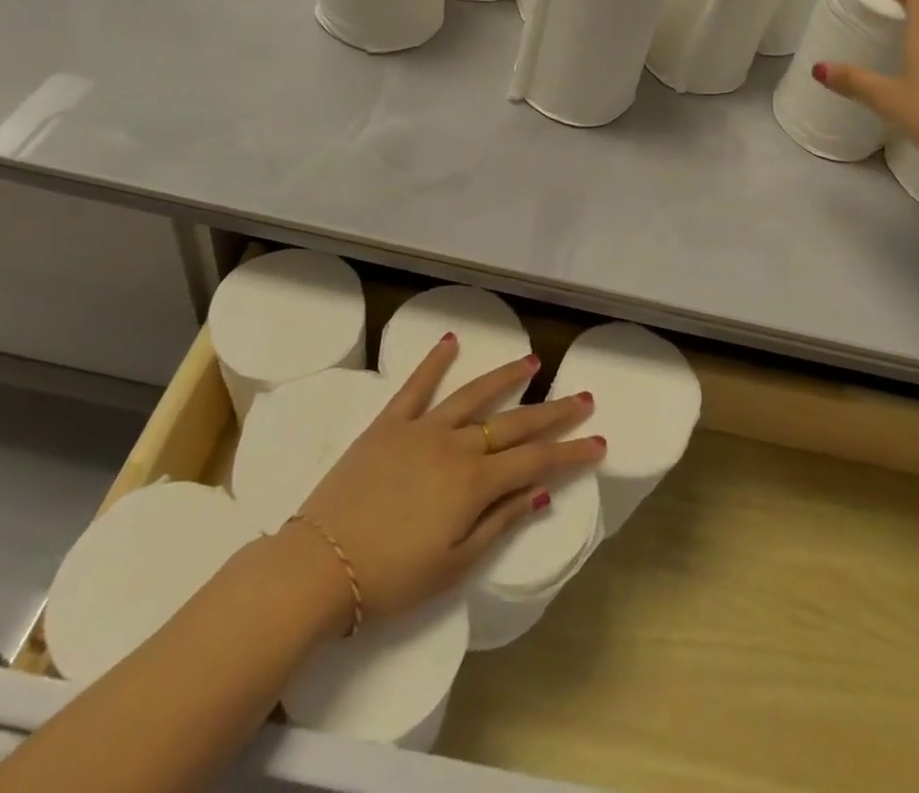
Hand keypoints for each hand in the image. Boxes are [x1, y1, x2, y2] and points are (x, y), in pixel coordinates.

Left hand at [289, 336, 603, 630]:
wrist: (318, 567)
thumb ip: (499, 523)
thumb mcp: (454, 567)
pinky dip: (434, 362)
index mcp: (474, 483)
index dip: (571, 452)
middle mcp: (456, 446)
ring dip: (506, 377)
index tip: (599, 442)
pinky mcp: (389, 424)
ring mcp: (422, 429)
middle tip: (584, 397)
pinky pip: (416, 386)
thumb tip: (541, 493)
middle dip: (554, 412)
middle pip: (514, 423)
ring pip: (474, 395)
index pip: (536, 461)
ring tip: (532, 361)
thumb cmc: (391, 578)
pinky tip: (452, 340)